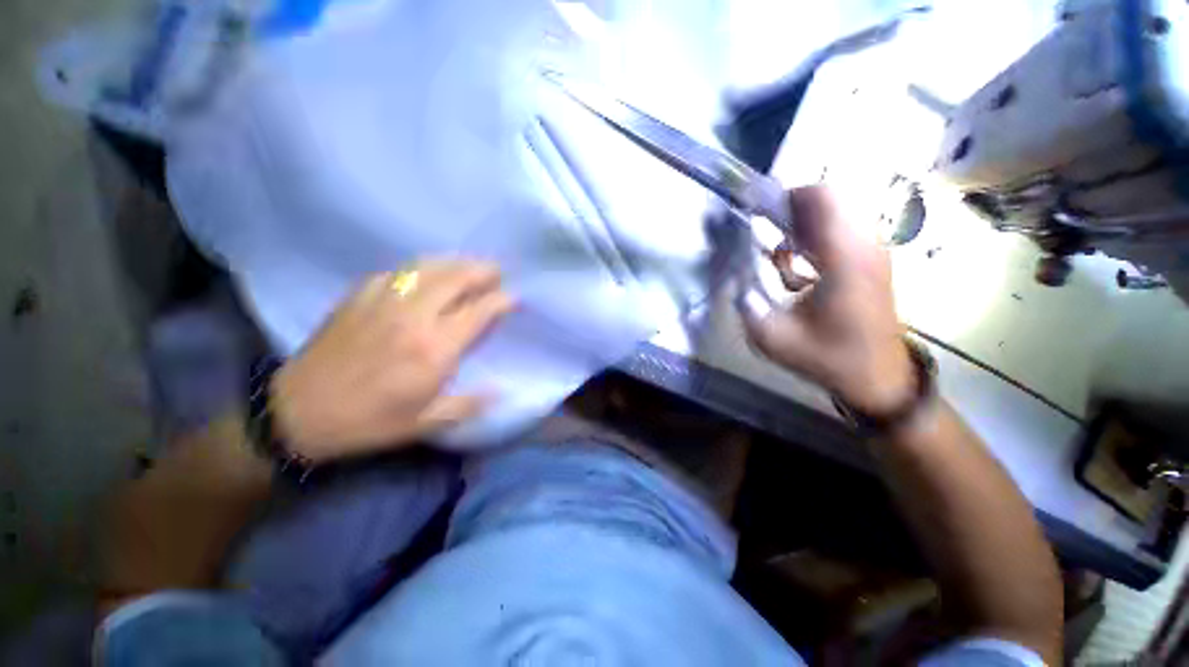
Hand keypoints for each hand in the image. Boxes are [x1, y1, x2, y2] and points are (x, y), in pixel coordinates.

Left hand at [271, 260, 515, 461]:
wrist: (299, 413)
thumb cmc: (369, 421)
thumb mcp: (426, 423)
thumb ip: (470, 404)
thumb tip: (503, 390)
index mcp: (435, 348)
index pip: (479, 311)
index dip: (501, 300)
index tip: (514, 297)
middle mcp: (414, 316)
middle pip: (457, 279)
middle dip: (483, 271)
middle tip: (498, 270)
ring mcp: (384, 301)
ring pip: (428, 267)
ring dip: (456, 262)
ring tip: (471, 263)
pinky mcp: (359, 295)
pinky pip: (398, 271)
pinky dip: (421, 267)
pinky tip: (427, 272)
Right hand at [742, 186, 913, 414]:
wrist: (878, 376)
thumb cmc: (829, 357)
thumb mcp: (774, 338)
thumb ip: (747, 305)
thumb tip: (736, 279)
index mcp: (845, 259)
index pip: (822, 198)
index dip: (785, 196)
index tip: (756, 211)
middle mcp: (865, 246)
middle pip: (829, 199)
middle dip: (790, 210)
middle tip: (763, 232)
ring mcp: (873, 252)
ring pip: (835, 213)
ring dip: (801, 225)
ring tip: (777, 253)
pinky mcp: (871, 261)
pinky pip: (840, 231)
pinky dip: (813, 238)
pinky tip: (796, 268)